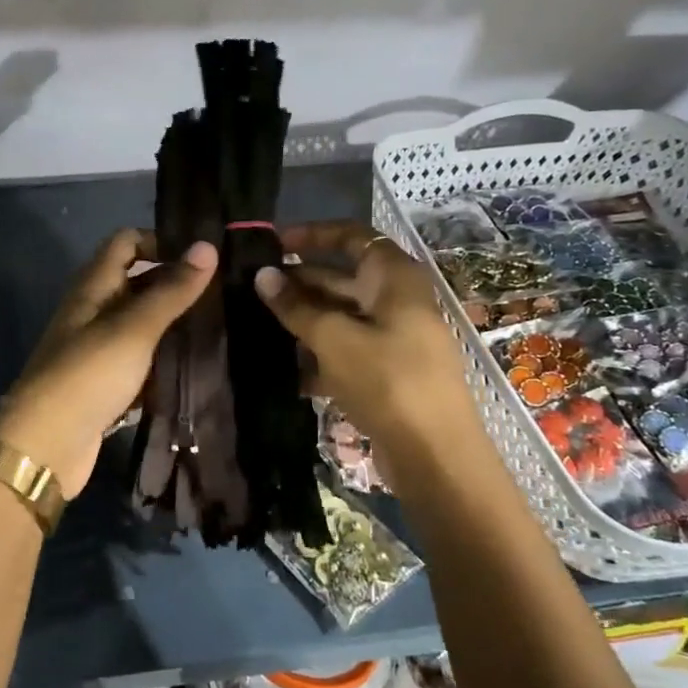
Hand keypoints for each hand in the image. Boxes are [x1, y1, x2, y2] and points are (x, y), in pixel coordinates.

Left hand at [0, 230, 217, 496]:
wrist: (46, 446)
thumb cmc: (88, 376)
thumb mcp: (134, 328)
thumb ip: (171, 290)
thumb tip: (208, 246)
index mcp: (92, 287)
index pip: (126, 242)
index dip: (160, 241)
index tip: (203, 257)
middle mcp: (93, 312)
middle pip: (136, 283)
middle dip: (175, 285)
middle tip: (225, 293)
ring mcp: (98, 350)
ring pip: (141, 326)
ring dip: (173, 325)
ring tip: (221, 327)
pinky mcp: (105, 385)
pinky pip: (140, 363)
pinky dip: (163, 361)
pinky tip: (196, 367)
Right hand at [253, 221, 481, 476]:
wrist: (434, 453)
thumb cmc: (387, 380)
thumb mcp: (334, 338)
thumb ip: (296, 306)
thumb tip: (262, 275)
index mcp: (393, 277)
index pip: (352, 236)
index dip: (313, 234)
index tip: (274, 243)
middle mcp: (396, 300)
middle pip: (342, 277)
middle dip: (299, 282)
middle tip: (253, 288)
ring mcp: (394, 337)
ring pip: (341, 316)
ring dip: (303, 320)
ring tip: (258, 325)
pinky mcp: (387, 370)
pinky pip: (347, 349)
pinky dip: (319, 354)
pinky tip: (285, 369)